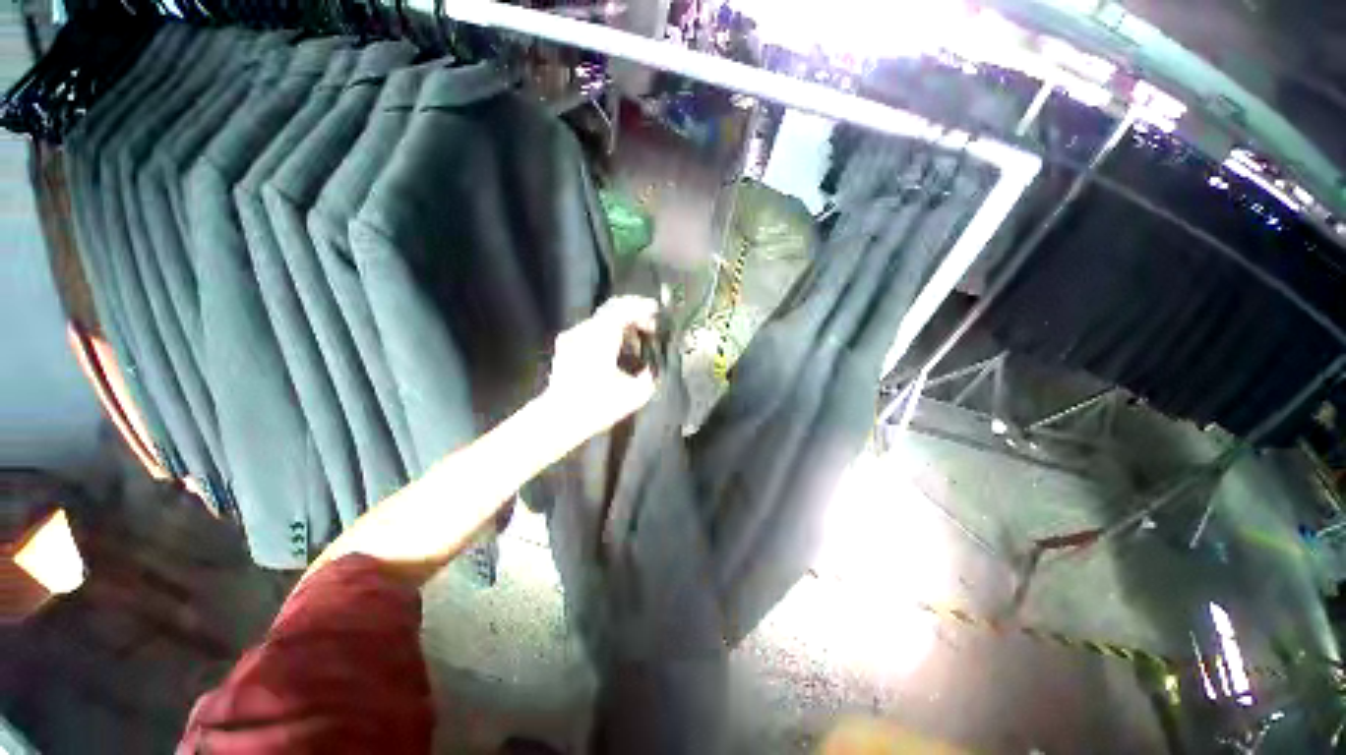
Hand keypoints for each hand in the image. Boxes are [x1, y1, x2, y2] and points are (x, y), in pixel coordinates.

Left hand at [542, 295, 658, 440]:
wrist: (559, 418)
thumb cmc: (597, 405)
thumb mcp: (634, 395)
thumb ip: (647, 379)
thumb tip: (649, 373)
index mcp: (602, 336)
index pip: (624, 309)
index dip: (642, 308)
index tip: (656, 312)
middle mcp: (585, 331)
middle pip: (611, 309)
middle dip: (632, 313)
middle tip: (648, 326)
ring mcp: (572, 338)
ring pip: (600, 320)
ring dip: (620, 325)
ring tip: (633, 341)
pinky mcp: (565, 348)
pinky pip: (590, 331)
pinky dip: (606, 334)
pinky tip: (614, 351)